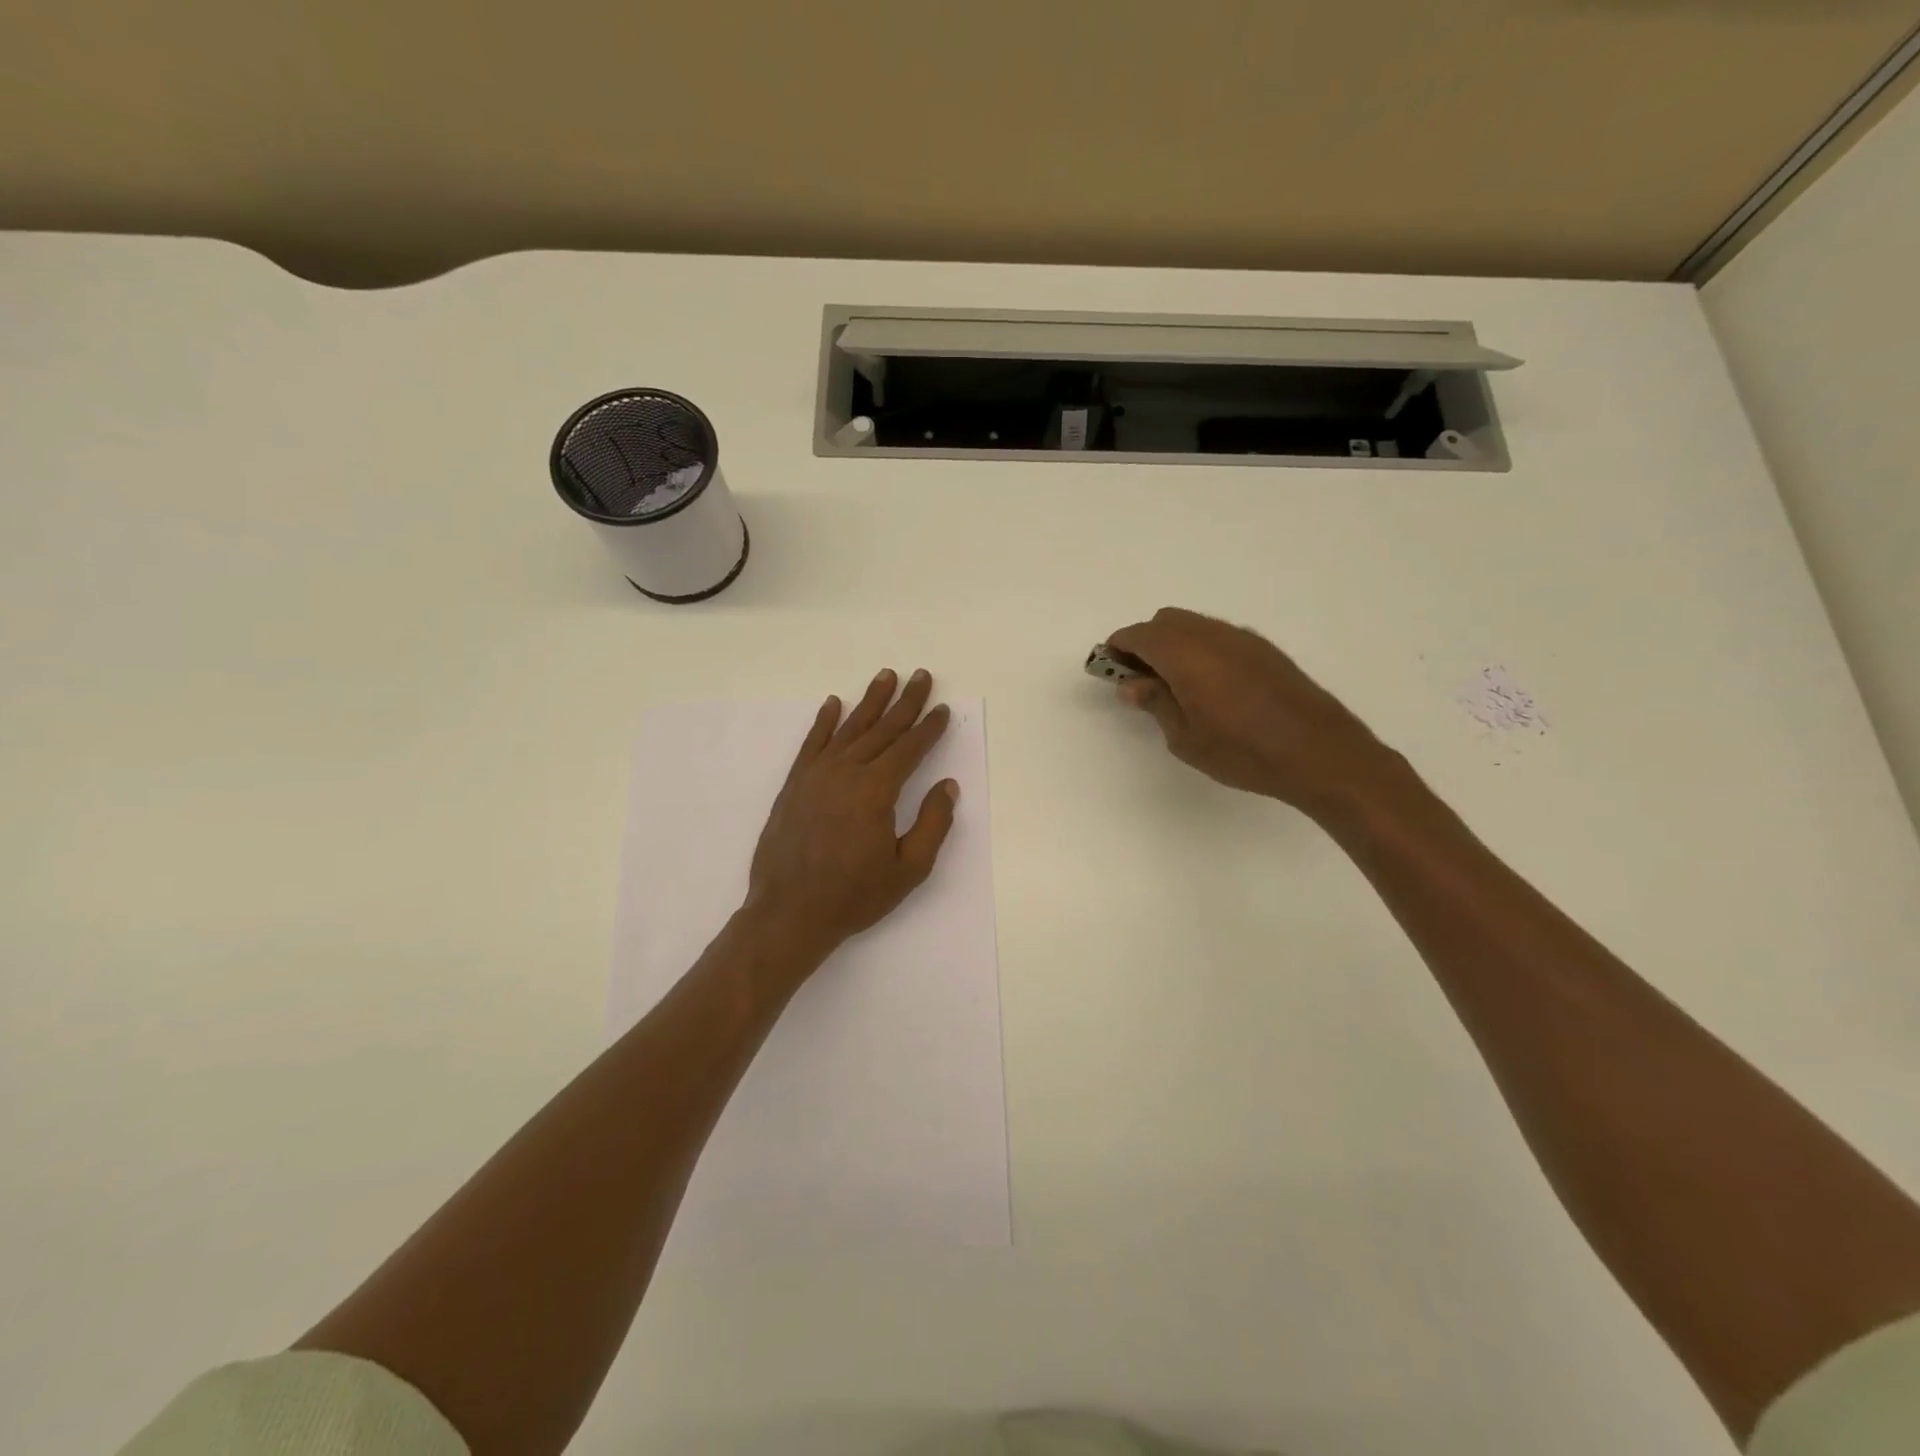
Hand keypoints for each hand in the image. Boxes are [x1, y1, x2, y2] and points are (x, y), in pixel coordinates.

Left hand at [746, 668, 959, 957]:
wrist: (789, 913)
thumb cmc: (854, 896)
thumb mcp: (908, 869)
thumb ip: (933, 824)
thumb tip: (948, 786)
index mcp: (876, 791)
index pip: (909, 749)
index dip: (928, 728)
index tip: (942, 709)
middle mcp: (846, 772)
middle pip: (882, 729)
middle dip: (905, 702)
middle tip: (921, 675)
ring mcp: (816, 775)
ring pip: (849, 729)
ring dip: (869, 701)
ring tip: (885, 677)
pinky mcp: (795, 785)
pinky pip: (812, 744)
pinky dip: (824, 722)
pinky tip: (833, 704)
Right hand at [1105, 607, 1400, 815]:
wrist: (1320, 753)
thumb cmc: (1243, 751)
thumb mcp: (1185, 738)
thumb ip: (1156, 703)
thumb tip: (1133, 684)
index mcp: (1185, 654)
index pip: (1140, 635)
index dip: (1118, 648)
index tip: (1109, 668)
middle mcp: (1212, 635)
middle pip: (1166, 621)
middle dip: (1145, 642)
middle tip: (1139, 679)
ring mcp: (1243, 639)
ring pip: (1194, 625)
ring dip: (1174, 644)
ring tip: (1173, 685)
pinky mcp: (1265, 650)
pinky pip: (1219, 636)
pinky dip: (1200, 649)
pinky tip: (1208, 685)